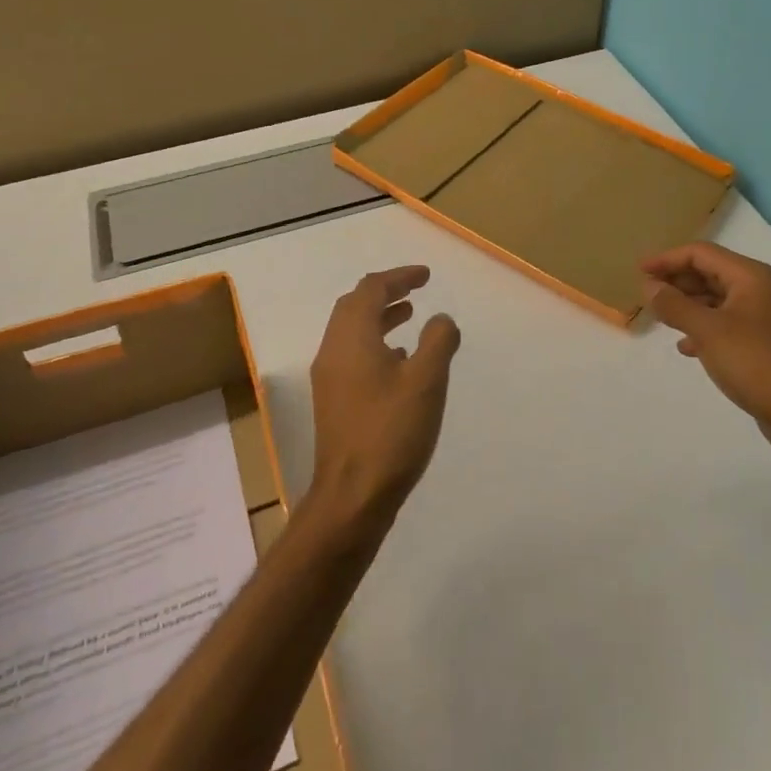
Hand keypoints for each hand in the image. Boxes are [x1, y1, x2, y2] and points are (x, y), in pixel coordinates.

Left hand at [308, 266, 460, 524]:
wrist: (352, 495)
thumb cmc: (391, 432)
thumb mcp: (426, 381)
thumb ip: (438, 341)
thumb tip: (441, 319)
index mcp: (352, 338)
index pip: (371, 289)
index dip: (399, 277)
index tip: (425, 276)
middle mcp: (333, 351)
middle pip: (354, 306)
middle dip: (386, 292)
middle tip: (415, 290)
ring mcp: (330, 378)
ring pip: (352, 332)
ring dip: (379, 317)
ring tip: (409, 316)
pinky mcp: (333, 401)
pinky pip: (353, 355)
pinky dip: (375, 343)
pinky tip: (399, 361)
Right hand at [642, 243, 770, 461]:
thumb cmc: (755, 363)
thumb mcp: (707, 331)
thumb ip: (675, 305)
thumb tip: (650, 286)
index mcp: (751, 277)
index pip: (701, 253)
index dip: (667, 259)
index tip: (639, 271)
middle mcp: (761, 290)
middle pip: (711, 273)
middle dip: (677, 281)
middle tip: (647, 294)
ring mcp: (766, 318)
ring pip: (718, 300)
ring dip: (688, 305)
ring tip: (661, 318)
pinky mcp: (766, 343)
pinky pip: (727, 324)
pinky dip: (704, 328)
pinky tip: (688, 347)